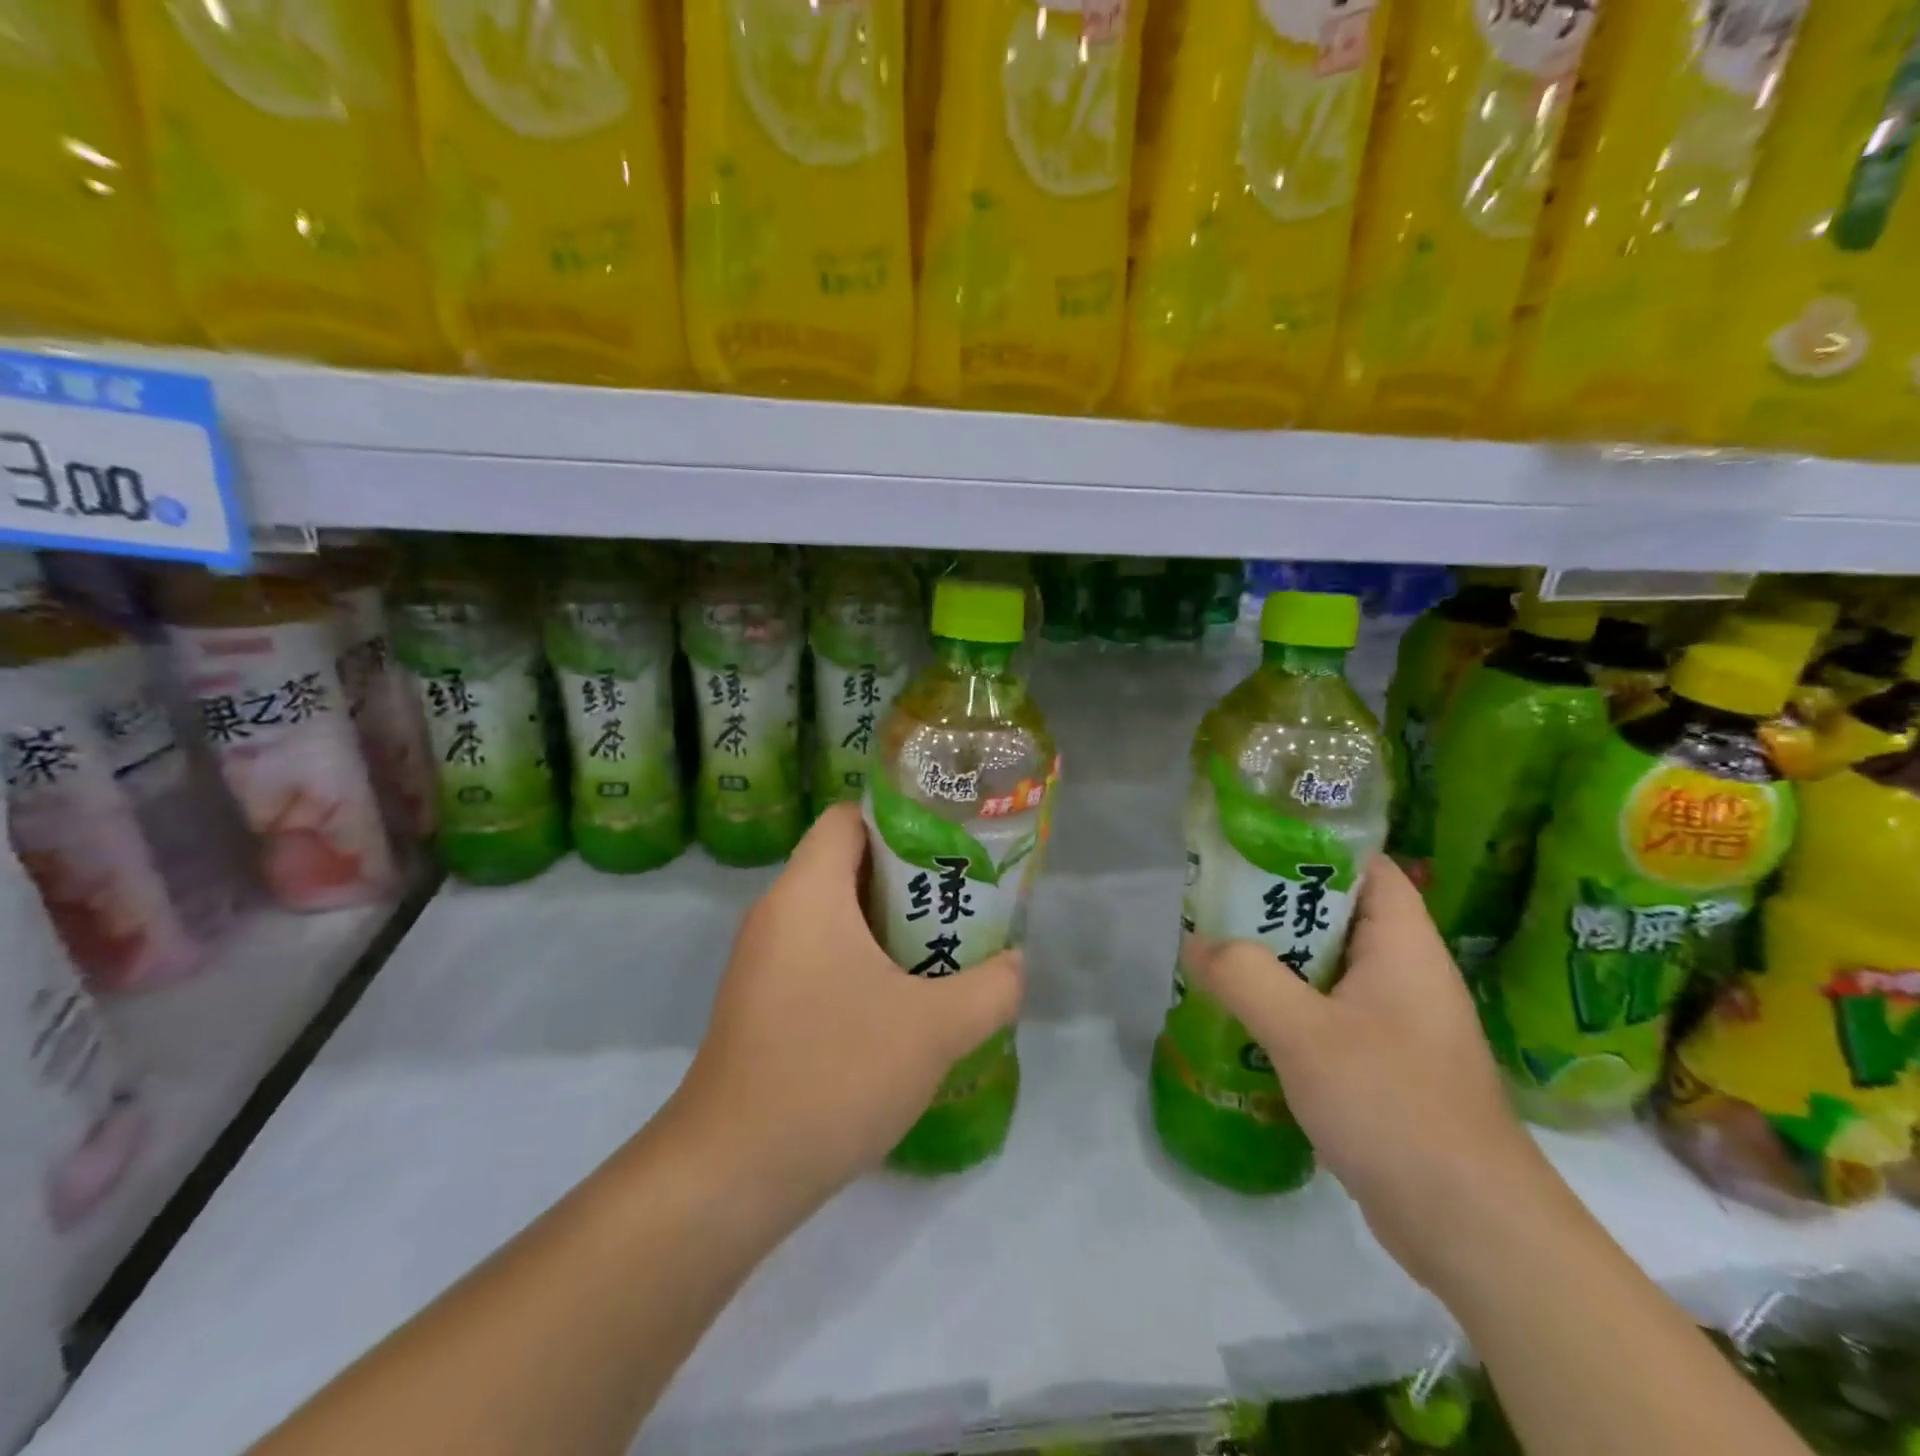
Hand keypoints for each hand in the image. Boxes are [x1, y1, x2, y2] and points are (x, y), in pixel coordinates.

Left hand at [666, 803, 1024, 1213]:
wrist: (732, 1173)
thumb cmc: (833, 1072)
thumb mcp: (934, 1028)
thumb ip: (991, 988)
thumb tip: (1015, 964)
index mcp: (807, 892)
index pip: (848, 817)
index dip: (901, 818)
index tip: (951, 843)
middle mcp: (778, 913)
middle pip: (848, 863)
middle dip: (910, 876)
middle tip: (963, 898)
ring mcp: (765, 960)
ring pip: (837, 914)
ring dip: (891, 924)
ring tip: (946, 947)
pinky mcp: (764, 1002)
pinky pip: (821, 954)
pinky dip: (864, 960)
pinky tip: (904, 1001)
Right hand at [1184, 856, 1561, 1294]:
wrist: (1472, 1228)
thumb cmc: (1394, 1105)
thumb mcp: (1305, 1033)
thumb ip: (1246, 977)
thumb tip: (1198, 943)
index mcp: (1403, 946)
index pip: (1368, 867)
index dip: (1315, 847)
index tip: (1254, 847)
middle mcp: (1407, 975)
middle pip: (1339, 916)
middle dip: (1278, 907)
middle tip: (1217, 905)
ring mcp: (1400, 1023)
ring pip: (1330, 969)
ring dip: (1278, 962)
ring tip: (1220, 956)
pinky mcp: (1389, 1066)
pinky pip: (1332, 1015)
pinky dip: (1291, 1008)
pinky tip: (1248, 1021)